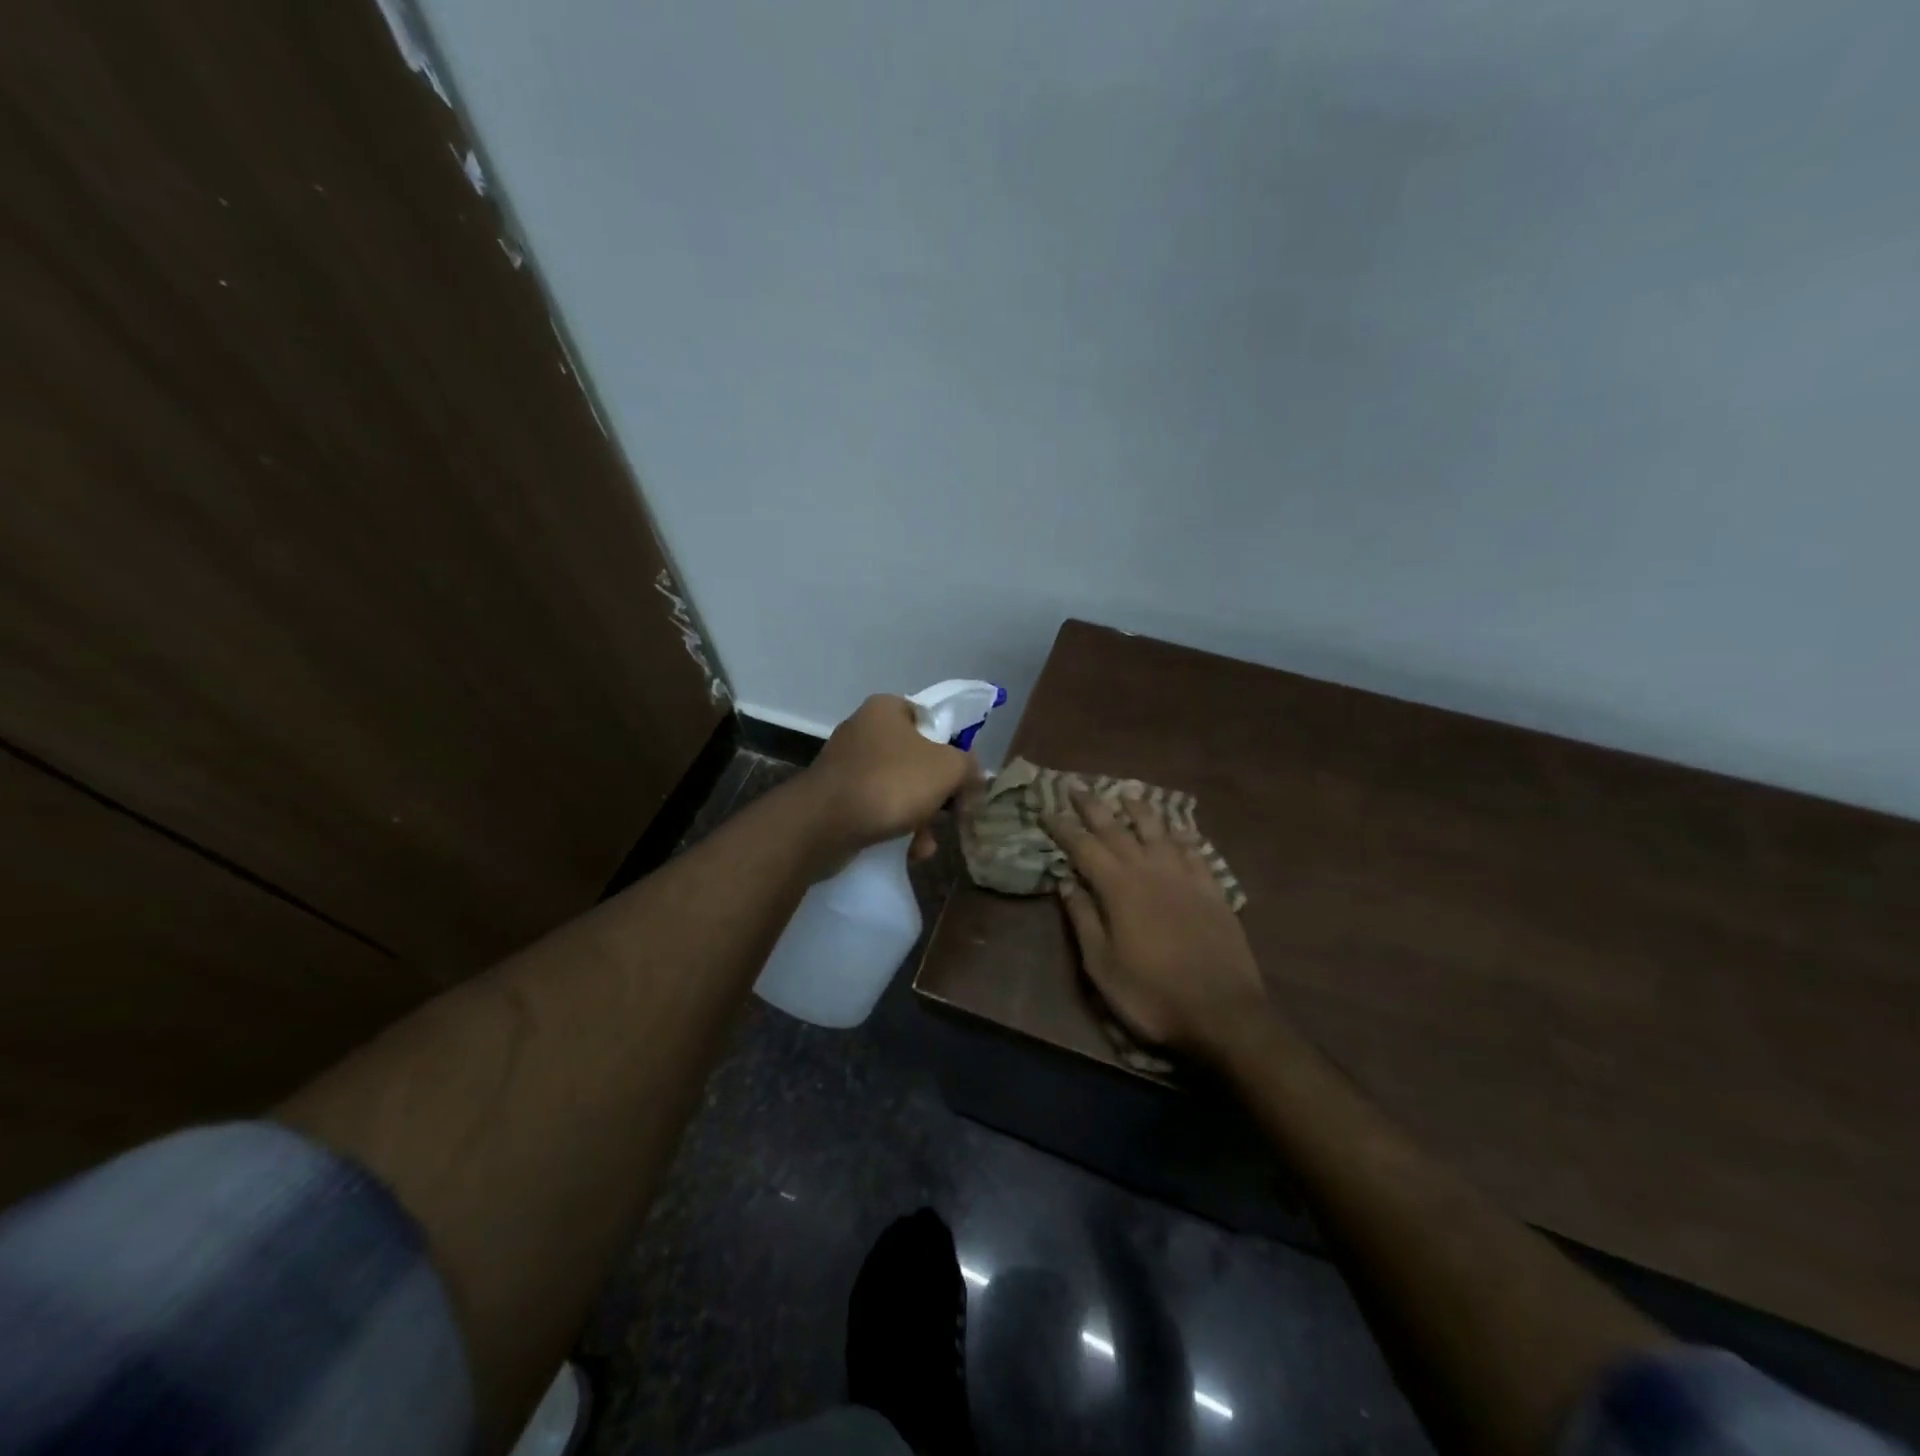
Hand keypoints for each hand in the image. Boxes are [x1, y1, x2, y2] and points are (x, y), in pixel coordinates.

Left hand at [802, 695, 980, 869]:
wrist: (823, 825)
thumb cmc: (890, 783)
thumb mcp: (948, 769)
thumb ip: (969, 768)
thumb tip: (973, 779)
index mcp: (887, 708)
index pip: (932, 721)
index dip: (953, 749)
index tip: (962, 779)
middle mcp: (863, 730)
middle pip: (917, 759)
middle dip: (936, 794)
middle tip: (949, 815)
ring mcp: (846, 765)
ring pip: (898, 788)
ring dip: (919, 818)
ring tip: (925, 844)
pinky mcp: (835, 797)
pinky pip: (876, 808)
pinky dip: (895, 827)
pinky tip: (907, 851)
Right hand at [1043, 790, 1265, 1057]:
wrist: (1222, 1013)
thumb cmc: (1151, 994)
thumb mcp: (1101, 965)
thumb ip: (1083, 918)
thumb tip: (1065, 881)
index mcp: (1118, 887)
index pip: (1083, 846)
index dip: (1062, 827)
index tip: (1045, 809)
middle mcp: (1150, 869)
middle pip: (1117, 828)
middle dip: (1093, 806)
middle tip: (1076, 786)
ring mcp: (1185, 876)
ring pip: (1158, 830)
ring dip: (1139, 809)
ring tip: (1126, 793)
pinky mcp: (1212, 888)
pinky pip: (1193, 849)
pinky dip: (1181, 833)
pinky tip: (1177, 827)